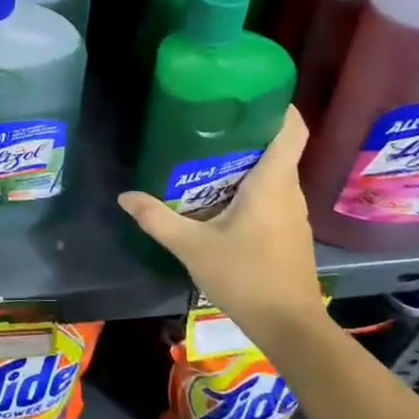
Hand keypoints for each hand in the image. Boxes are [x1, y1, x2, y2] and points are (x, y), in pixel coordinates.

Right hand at [117, 108, 326, 348]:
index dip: (278, 105)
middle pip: (279, 146)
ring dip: (248, 159)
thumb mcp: (192, 247)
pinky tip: (221, 194)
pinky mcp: (290, 231)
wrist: (289, 327)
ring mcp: (293, 213)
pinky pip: (273, 193)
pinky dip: (252, 184)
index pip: (292, 129)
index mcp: (272, 183)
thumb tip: (124, 197)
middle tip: (210, 120)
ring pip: (275, 172)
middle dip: (249, 130)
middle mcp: (289, 191)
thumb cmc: (246, 277)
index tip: (251, 91)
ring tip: (208, 152)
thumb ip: (158, 219)